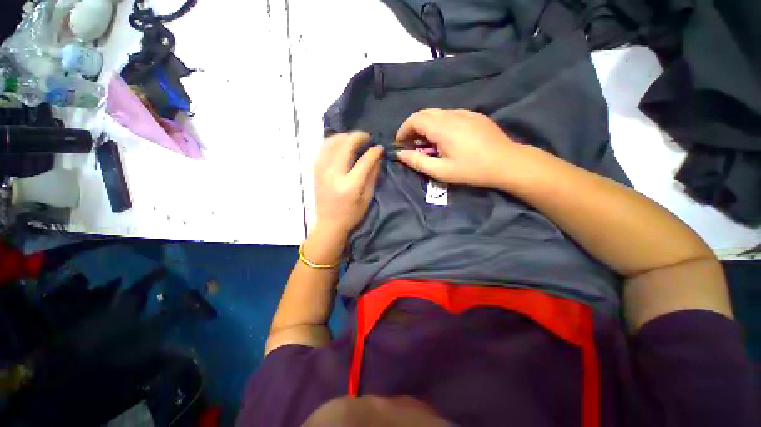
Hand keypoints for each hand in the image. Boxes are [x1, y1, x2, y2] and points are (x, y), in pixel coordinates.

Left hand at [313, 132, 383, 237]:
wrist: (329, 224)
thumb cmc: (351, 215)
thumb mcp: (367, 198)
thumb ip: (372, 176)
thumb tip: (377, 157)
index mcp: (350, 185)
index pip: (364, 161)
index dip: (374, 151)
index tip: (380, 148)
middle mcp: (334, 174)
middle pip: (345, 145)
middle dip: (358, 137)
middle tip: (367, 138)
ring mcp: (322, 171)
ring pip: (331, 143)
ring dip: (344, 137)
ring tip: (354, 139)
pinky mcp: (316, 171)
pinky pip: (323, 149)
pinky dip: (332, 143)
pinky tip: (340, 145)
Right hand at [395, 109, 532, 188]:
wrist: (507, 163)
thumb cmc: (472, 170)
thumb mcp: (441, 171)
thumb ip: (418, 162)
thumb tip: (400, 154)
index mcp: (442, 127)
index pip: (415, 119)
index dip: (403, 130)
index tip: (400, 143)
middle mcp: (452, 114)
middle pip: (424, 113)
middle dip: (412, 127)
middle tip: (411, 144)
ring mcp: (465, 113)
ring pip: (437, 113)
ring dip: (426, 126)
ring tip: (426, 144)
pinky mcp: (474, 116)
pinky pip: (450, 115)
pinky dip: (439, 124)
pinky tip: (444, 139)